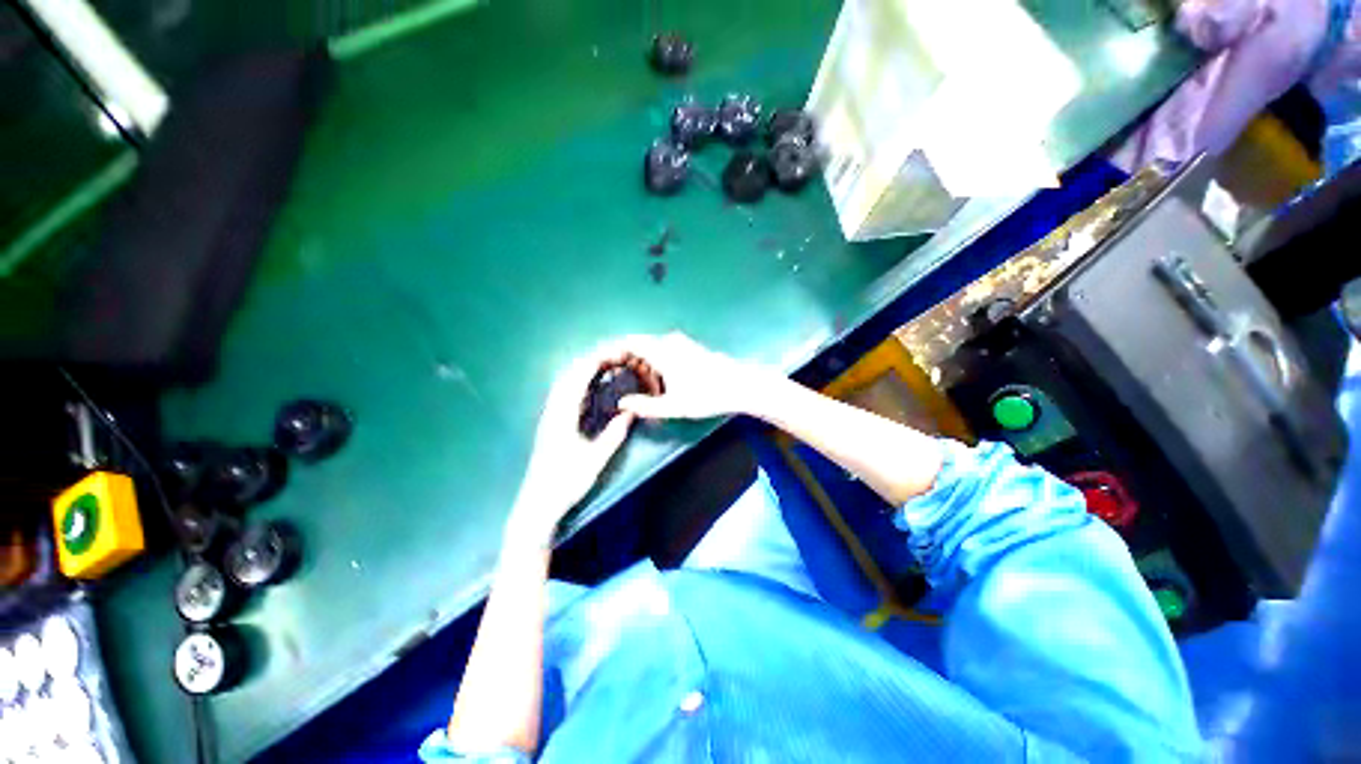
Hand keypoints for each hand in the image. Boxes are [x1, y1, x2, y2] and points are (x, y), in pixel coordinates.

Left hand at [509, 348, 636, 545]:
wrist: (537, 503)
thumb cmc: (565, 483)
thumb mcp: (595, 460)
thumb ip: (614, 435)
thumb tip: (631, 412)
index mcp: (562, 416)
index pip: (578, 379)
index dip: (595, 362)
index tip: (614, 353)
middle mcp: (553, 411)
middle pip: (569, 375)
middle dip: (590, 360)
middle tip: (613, 355)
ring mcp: (550, 417)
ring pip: (565, 383)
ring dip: (583, 370)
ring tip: (604, 364)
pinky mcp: (551, 424)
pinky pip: (564, 394)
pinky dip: (578, 382)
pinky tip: (590, 387)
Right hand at [616, 333, 771, 420]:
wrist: (740, 385)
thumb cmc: (707, 395)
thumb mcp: (674, 406)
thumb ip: (645, 406)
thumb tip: (622, 404)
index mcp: (661, 350)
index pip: (628, 342)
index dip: (611, 349)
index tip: (599, 361)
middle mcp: (669, 341)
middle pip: (638, 343)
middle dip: (623, 356)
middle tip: (613, 375)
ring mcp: (681, 342)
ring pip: (651, 346)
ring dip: (639, 359)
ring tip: (632, 380)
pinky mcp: (689, 347)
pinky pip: (662, 349)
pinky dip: (653, 359)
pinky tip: (655, 378)